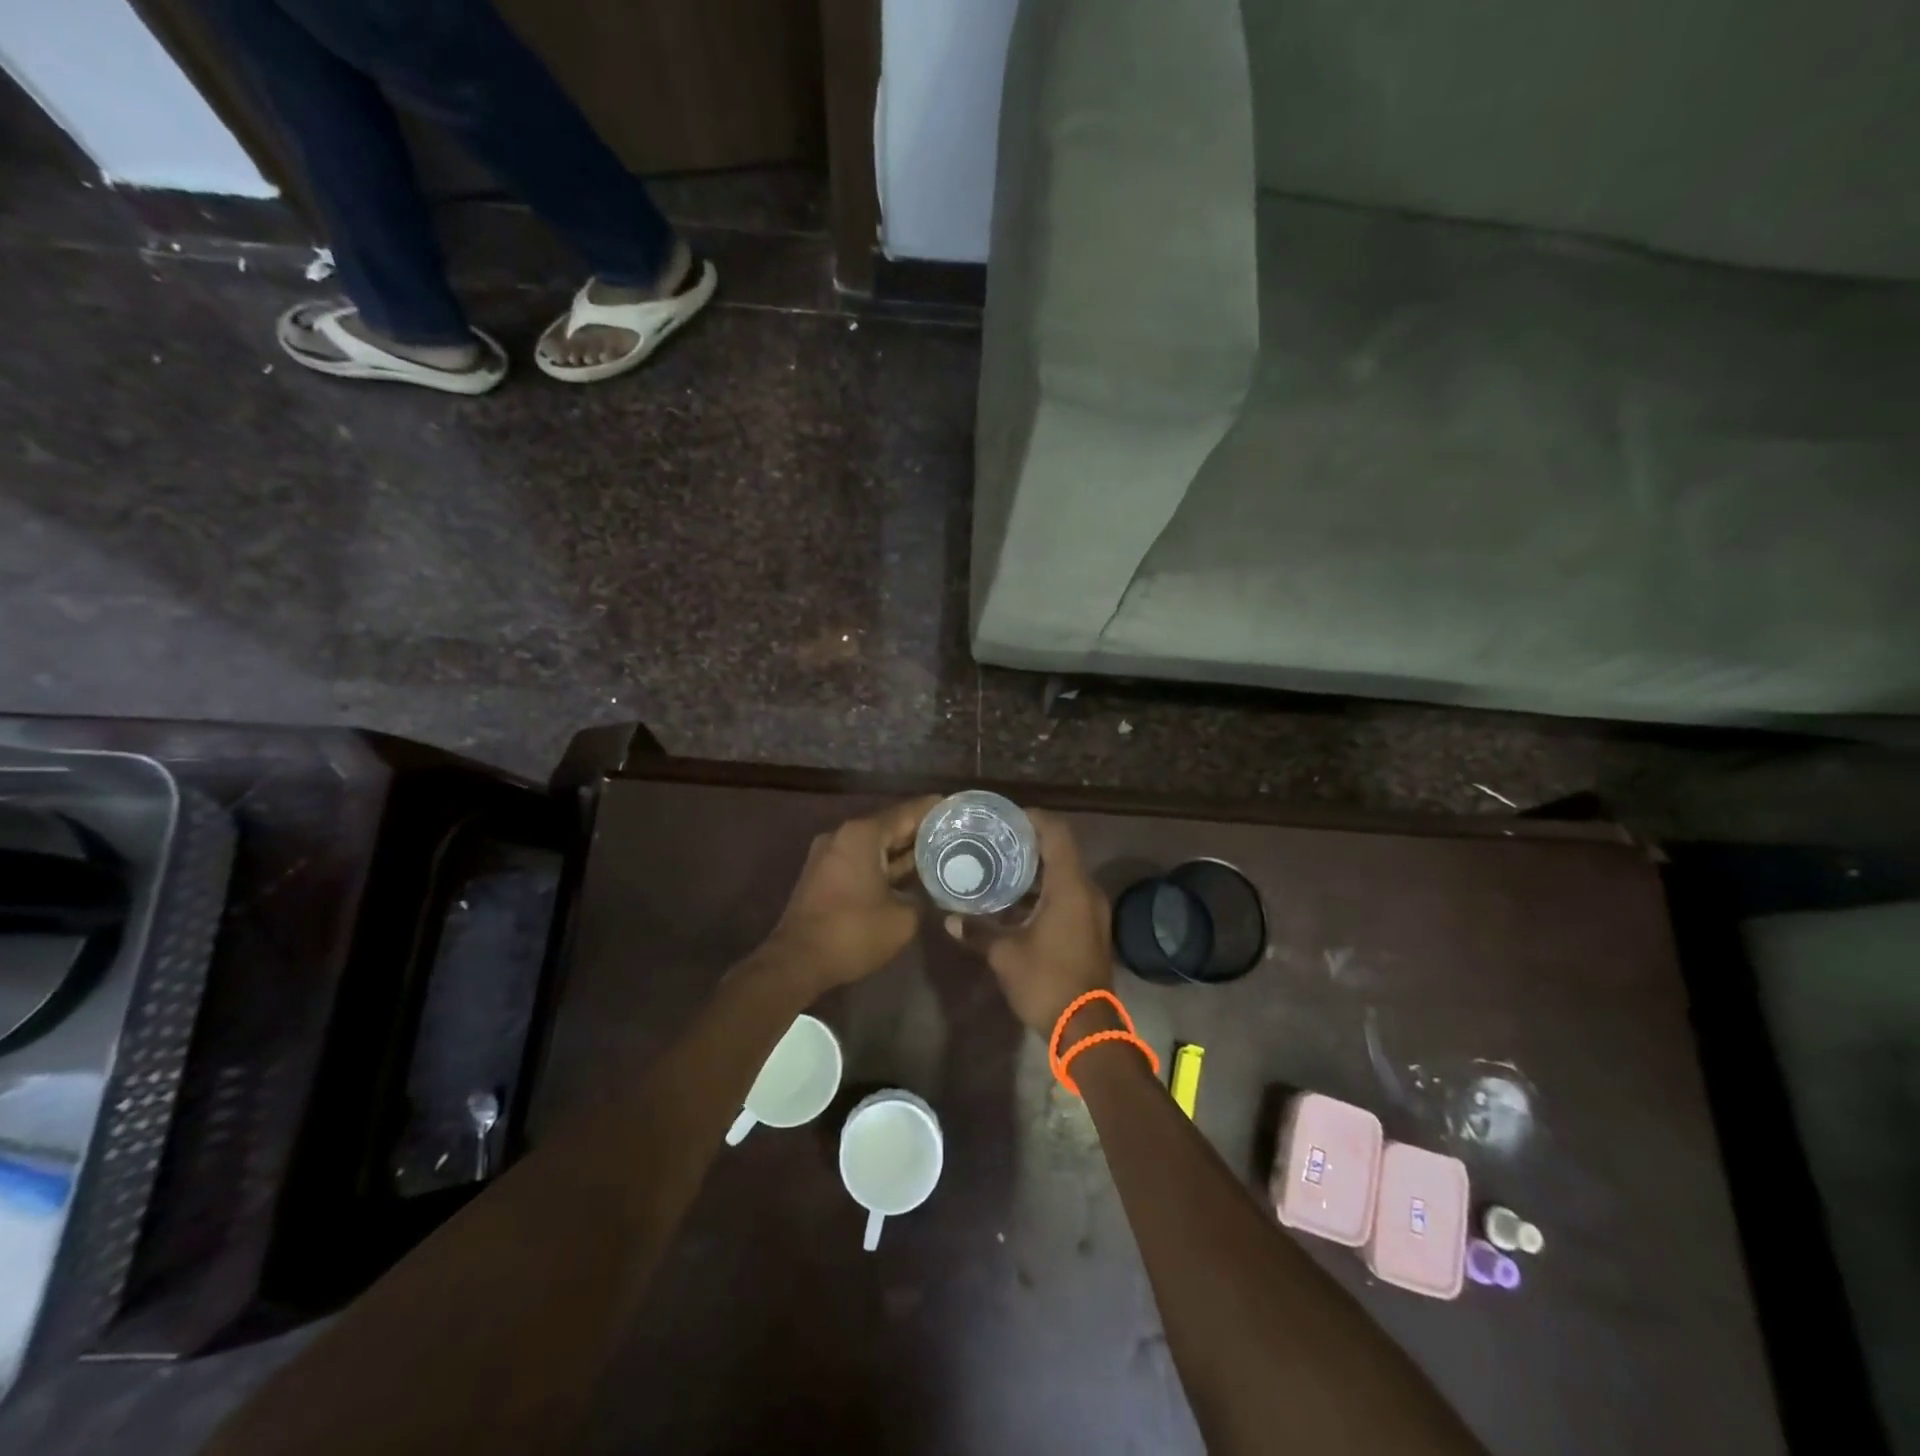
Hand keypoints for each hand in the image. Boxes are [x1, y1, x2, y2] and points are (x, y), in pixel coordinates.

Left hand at [761, 796, 939, 991]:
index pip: (907, 812)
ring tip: (939, 852)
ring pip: (875, 845)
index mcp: (862, 834)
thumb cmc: (852, 932)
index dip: (935, 810)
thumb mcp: (903, 918)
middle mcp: (843, 835)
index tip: (959, 808)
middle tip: (955, 833)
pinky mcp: (824, 875)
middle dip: (921, 831)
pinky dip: (884, 864)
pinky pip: (862, 860)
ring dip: (903, 851)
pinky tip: (910, 874)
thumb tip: (931, 893)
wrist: (797, 961)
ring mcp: (830, 854)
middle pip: (890, 826)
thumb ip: (923, 898)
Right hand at [947, 809, 1112, 1033]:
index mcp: (1070, 887)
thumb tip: (950, 919)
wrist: (1087, 1029)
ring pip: (1064, 875)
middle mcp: (1086, 891)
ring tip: (1000, 868)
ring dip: (1036, 870)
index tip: (1005, 818)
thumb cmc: (1047, 982)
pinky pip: (1067, 895)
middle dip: (1029, 844)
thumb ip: (978, 931)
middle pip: (1061, 851)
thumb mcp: (1005, 955)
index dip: (1033, 819)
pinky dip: (1044, 891)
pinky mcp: (1090, 929)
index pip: (1057, 833)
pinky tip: (1015, 903)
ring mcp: (1092, 911)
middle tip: (995, 842)